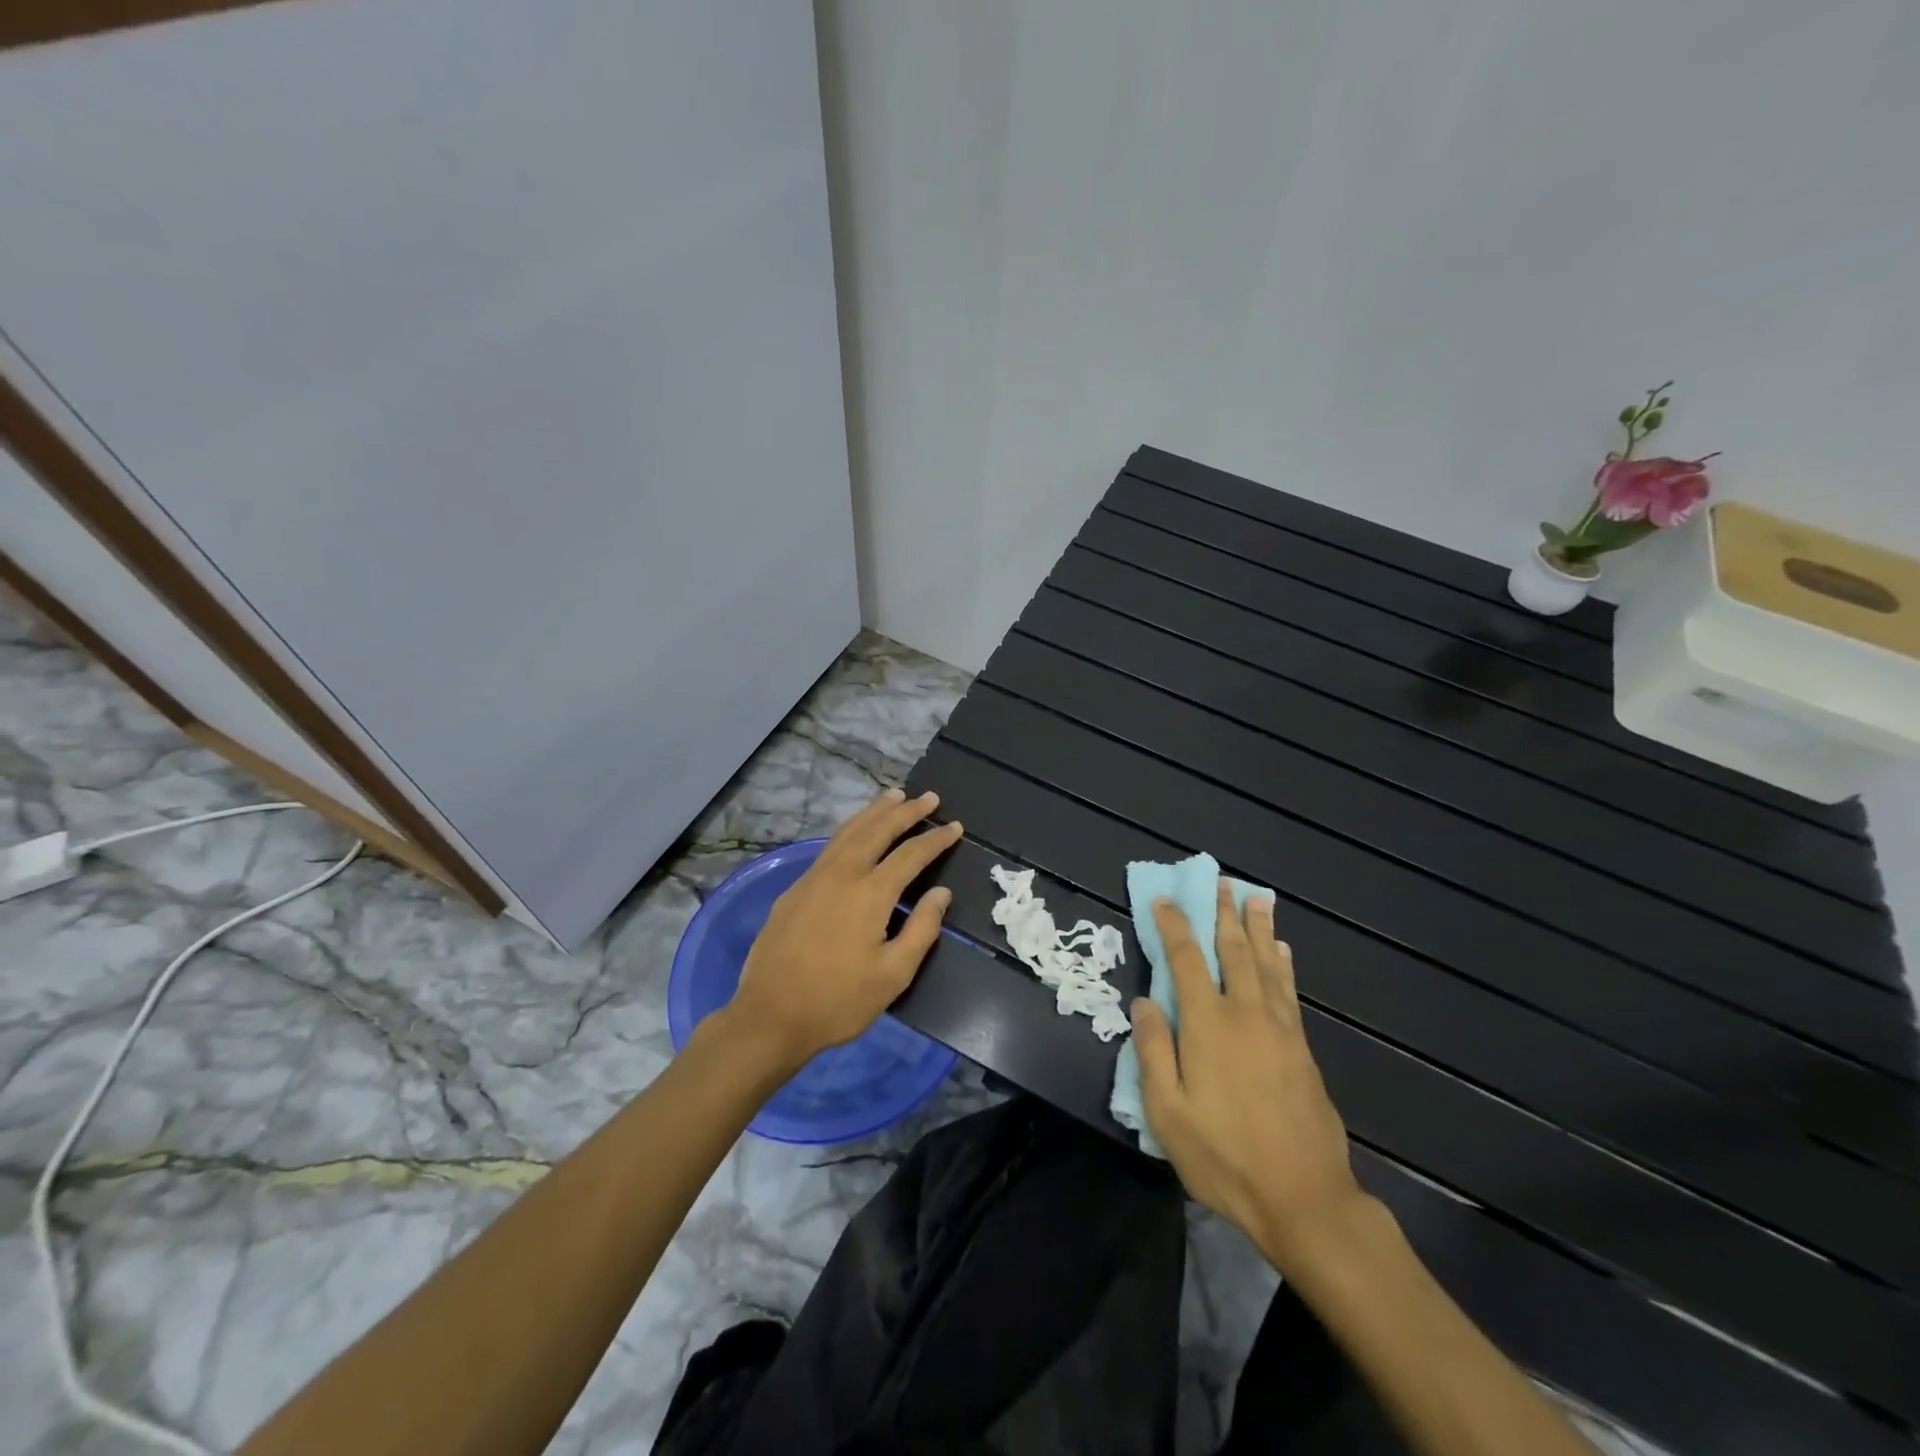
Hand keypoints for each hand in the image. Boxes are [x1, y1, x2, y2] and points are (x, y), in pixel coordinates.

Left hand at [723, 788, 961, 1071]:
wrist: (769, 1016)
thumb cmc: (838, 1001)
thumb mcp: (892, 975)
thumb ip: (921, 929)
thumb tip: (940, 892)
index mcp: (870, 893)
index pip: (911, 854)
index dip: (935, 839)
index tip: (954, 826)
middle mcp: (842, 874)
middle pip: (878, 830)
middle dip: (906, 811)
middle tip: (928, 797)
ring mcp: (813, 878)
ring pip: (849, 831)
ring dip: (874, 811)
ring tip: (894, 796)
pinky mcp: (794, 889)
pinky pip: (829, 846)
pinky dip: (850, 829)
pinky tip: (855, 832)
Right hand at [1130, 881, 1364, 1269]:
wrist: (1305, 1199)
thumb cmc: (1225, 1157)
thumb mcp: (1168, 1113)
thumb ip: (1153, 1051)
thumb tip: (1144, 1001)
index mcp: (1208, 1025)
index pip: (1187, 960)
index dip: (1174, 926)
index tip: (1164, 900)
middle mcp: (1246, 1014)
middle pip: (1233, 951)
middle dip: (1224, 914)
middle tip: (1221, 882)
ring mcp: (1280, 1029)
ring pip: (1267, 964)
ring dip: (1258, 928)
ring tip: (1256, 898)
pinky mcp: (1302, 1048)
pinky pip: (1288, 990)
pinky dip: (1282, 963)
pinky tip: (1281, 951)